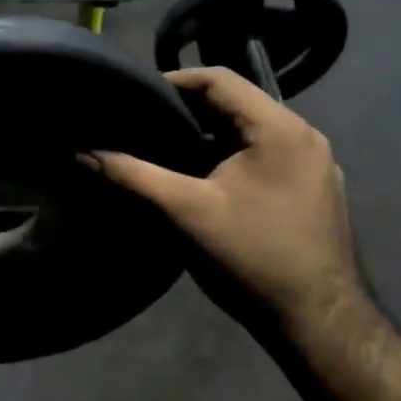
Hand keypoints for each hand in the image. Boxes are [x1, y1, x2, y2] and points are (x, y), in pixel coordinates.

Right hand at [89, 67, 357, 321]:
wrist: (318, 322)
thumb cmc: (251, 257)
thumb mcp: (183, 212)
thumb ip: (131, 176)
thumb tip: (81, 153)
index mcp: (278, 128)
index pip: (218, 79)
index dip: (173, 81)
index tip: (135, 97)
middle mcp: (304, 136)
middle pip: (236, 103)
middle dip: (187, 110)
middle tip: (144, 125)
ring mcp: (316, 165)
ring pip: (251, 131)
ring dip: (209, 135)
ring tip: (166, 150)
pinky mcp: (315, 190)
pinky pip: (266, 155)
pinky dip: (231, 156)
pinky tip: (204, 181)